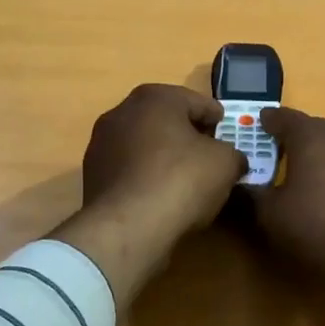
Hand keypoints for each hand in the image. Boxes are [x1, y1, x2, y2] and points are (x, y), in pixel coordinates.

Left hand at [52, 84, 246, 307]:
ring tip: (185, 179)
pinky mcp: (92, 175)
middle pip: (165, 120)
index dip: (216, 118)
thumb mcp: (225, 163)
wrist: (128, 227)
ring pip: (144, 144)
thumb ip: (232, 154)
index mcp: (154, 98)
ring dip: (163, 156)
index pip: (195, 101)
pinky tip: (161, 196)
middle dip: (187, 134)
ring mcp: (101, 144)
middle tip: (209, 153)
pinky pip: (129, 169)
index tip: (226, 132)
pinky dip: (146, 176)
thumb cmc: (182, 180)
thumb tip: (232, 160)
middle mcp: (121, 112)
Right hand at [247, 108, 324, 325]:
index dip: (266, 123)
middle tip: (274, 157)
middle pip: (311, 129)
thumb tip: (237, 185)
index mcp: (311, 134)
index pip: (282, 117)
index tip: (256, 128)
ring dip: (318, 157)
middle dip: (292, 141)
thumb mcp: (272, 214)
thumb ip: (251, 195)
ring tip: (303, 179)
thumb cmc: (320, 224)